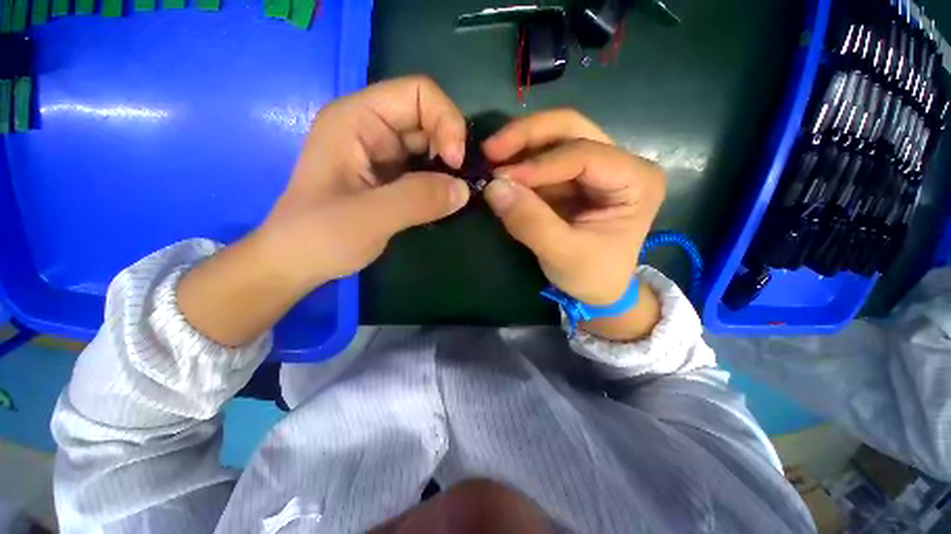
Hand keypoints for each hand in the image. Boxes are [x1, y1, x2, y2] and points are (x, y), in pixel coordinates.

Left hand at [257, 76, 471, 288]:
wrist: (298, 262)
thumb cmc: (320, 236)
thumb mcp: (369, 217)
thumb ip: (418, 199)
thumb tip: (464, 190)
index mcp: (358, 119)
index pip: (418, 93)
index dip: (446, 121)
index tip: (455, 163)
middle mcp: (371, 128)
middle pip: (428, 118)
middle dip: (451, 147)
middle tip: (460, 185)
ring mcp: (381, 154)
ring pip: (430, 146)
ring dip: (448, 168)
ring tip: (455, 195)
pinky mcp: (390, 178)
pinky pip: (425, 170)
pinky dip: (440, 183)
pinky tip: (444, 201)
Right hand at [482, 110, 665, 339]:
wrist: (598, 290)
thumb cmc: (592, 275)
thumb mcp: (562, 255)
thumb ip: (530, 222)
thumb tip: (493, 187)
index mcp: (636, 181)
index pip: (585, 155)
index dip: (539, 164)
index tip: (500, 178)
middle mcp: (620, 163)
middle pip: (572, 129)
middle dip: (527, 135)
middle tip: (490, 150)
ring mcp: (596, 167)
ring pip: (555, 138)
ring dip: (520, 146)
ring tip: (490, 160)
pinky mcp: (574, 178)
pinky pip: (544, 159)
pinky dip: (520, 162)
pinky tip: (501, 172)